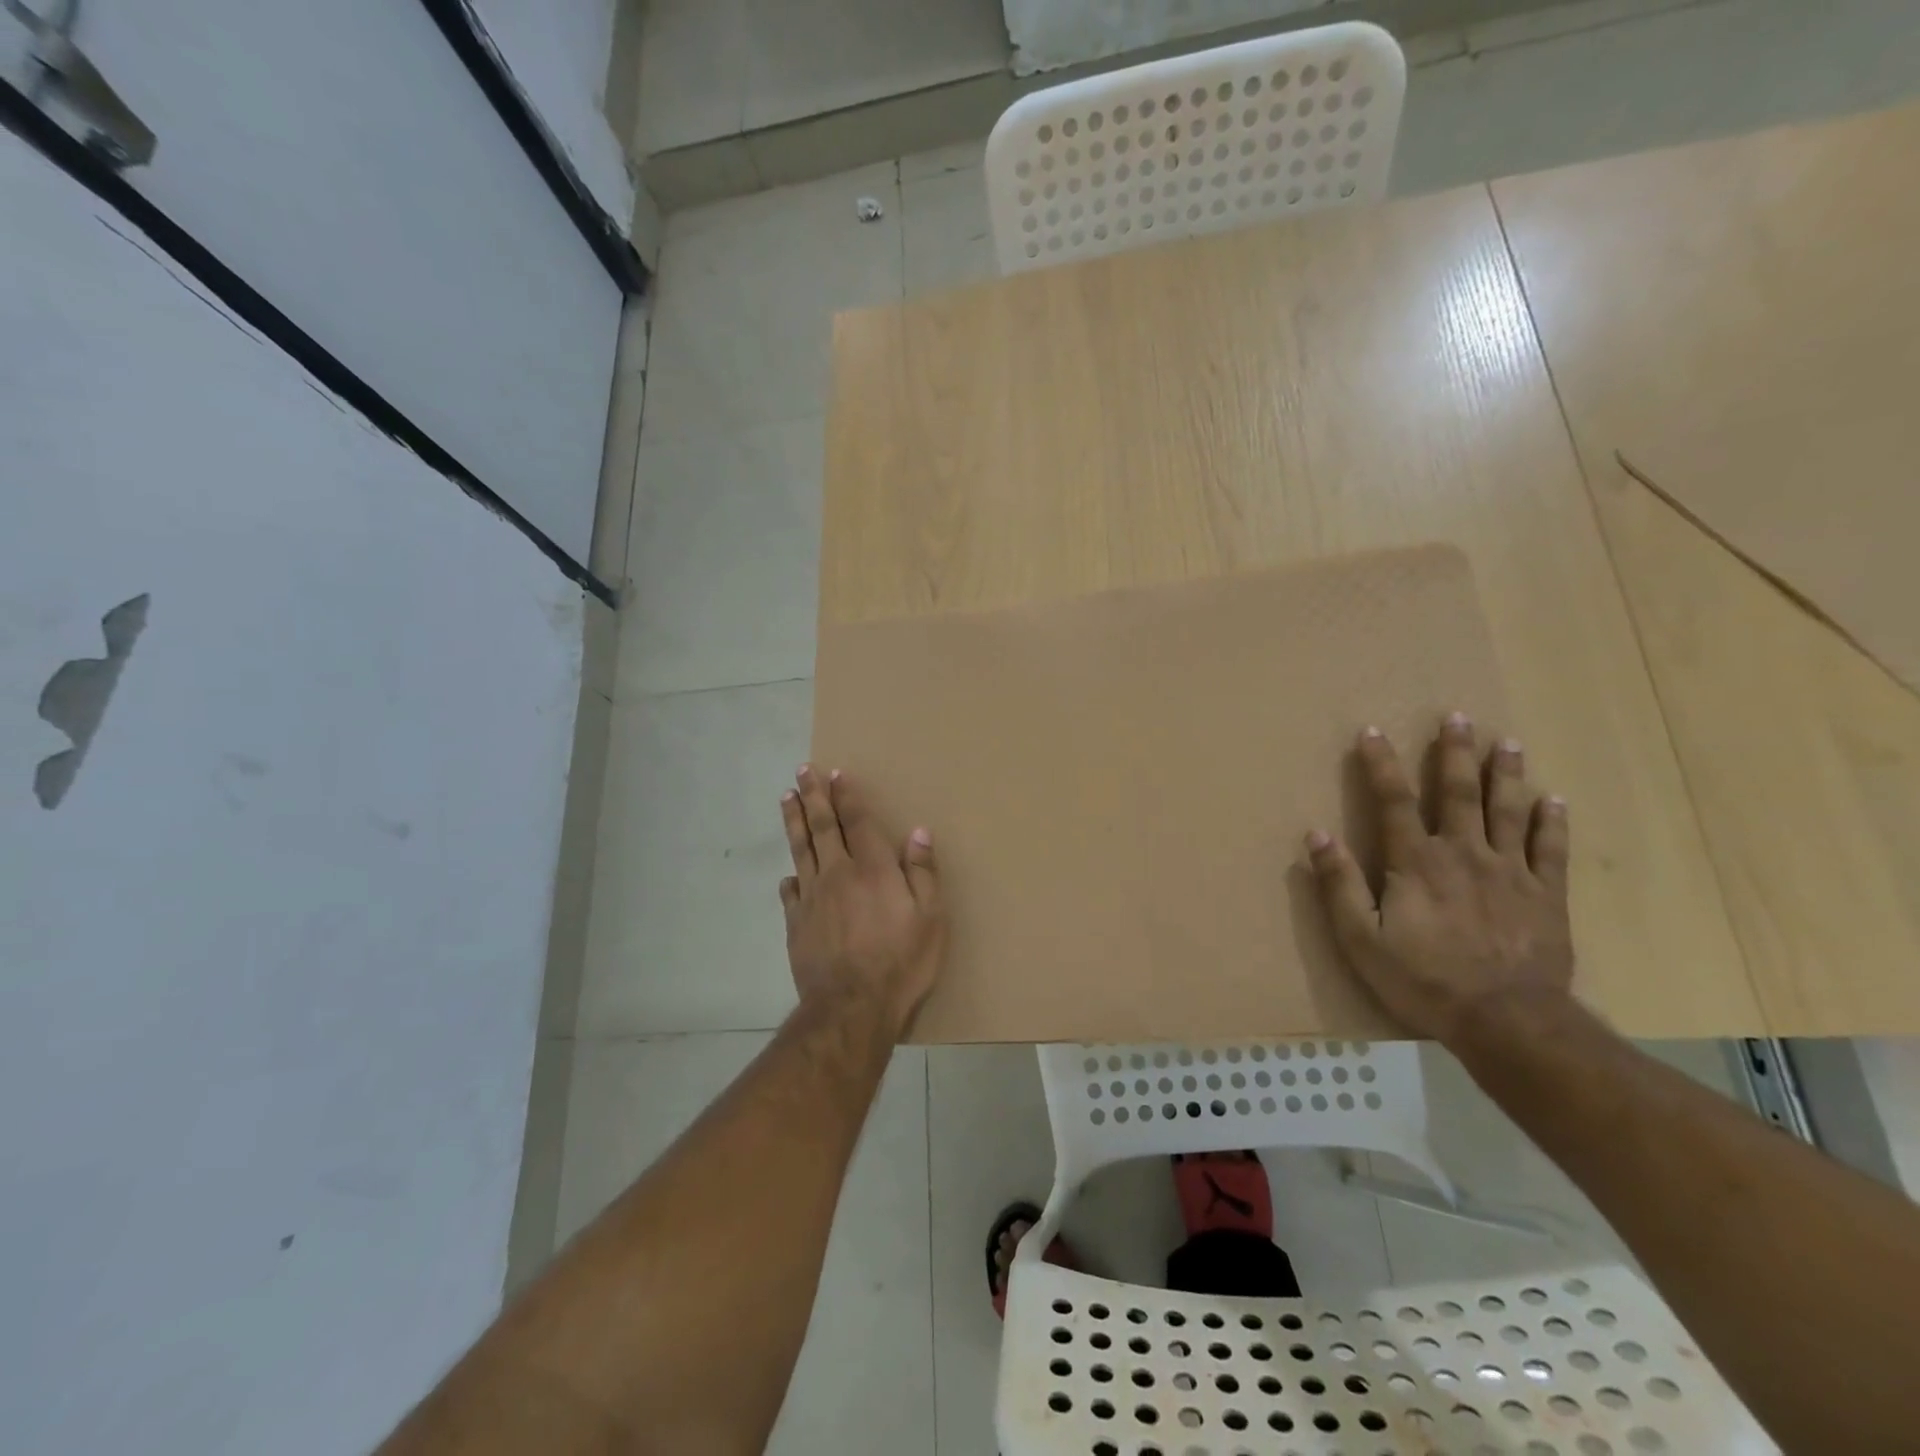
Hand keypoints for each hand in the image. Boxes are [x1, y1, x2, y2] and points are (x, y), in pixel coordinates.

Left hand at [779, 765, 944, 1037]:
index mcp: (872, 869)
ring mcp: (812, 899)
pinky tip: (788, 874)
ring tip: (785, 798)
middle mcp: (837, 874)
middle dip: (812, 796)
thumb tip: (918, 832)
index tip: (835, 773)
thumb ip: (922, 873)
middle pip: (822, 827)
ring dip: (794, 821)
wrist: (851, 1008)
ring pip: (800, 850)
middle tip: (801, 770)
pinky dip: (790, 877)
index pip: (856, 821)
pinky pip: (790, 892)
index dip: (845, 796)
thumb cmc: (900, 962)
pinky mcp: (796, 925)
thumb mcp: (930, 918)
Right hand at [1305, 714, 1573, 1045]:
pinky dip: (1552, 822)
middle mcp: (1464, 853)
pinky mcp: (1547, 896)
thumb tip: (1318, 834)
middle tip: (1459, 717)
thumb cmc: (1423, 980)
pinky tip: (1554, 799)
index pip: (1394, 801)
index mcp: (1416, 862)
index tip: (1372, 732)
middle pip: (1458, 793)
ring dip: (1505, 774)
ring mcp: (1511, 872)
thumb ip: (1340, 884)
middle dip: (1454, 753)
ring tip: (1507, 742)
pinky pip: (1551, 849)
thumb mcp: (1361, 938)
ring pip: (1508, 811)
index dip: (1381, 764)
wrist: (1507, 1021)